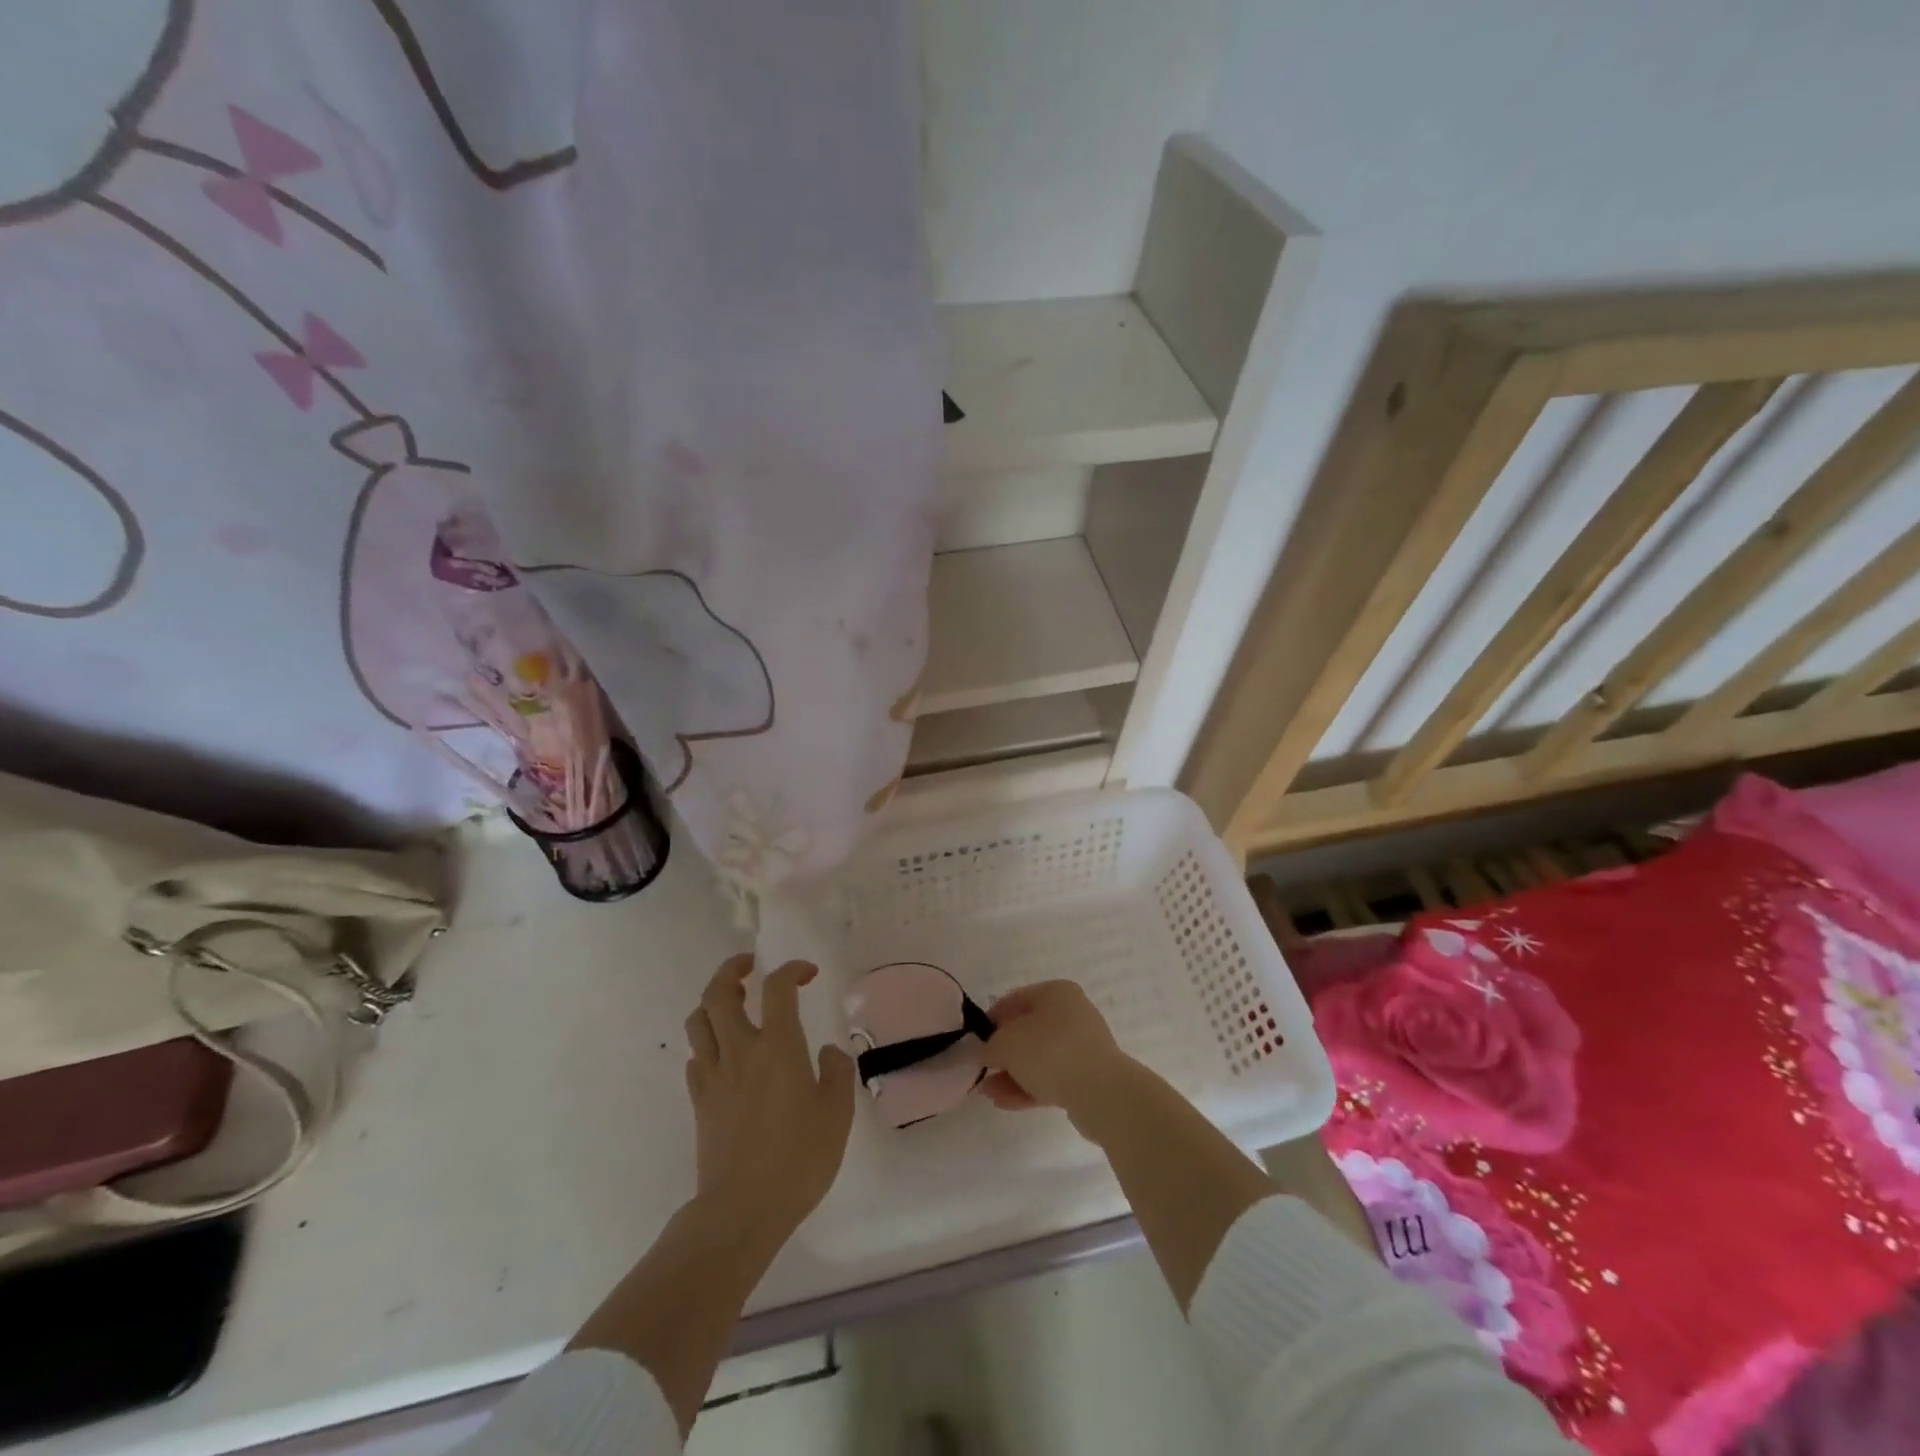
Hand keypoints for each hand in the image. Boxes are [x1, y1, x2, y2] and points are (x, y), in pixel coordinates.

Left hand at [684, 955, 855, 1243]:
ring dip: (713, 1002)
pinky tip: (724, 1055)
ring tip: (733, 1004)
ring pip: (699, 1021)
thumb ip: (837, 1073)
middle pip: (719, 992)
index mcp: (777, 1046)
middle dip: (733, 969)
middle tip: (751, 967)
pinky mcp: (699, 1102)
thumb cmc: (798, 1159)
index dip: (792, 969)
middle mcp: (740, 1050)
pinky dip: (707, 1043)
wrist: (741, 1211)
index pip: (778, 987)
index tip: (807, 973)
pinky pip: (695, 1057)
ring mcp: (714, 1076)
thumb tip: (825, 1052)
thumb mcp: (837, 1115)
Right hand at [980, 981, 1139, 1138]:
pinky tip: (1004, 1102)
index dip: (992, 1018)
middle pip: (1028, 1030)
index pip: (1016, 999)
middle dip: (1002, 1052)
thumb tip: (984, 1053)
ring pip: (1038, 1058)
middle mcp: (1072, 1014)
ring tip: (988, 1092)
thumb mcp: (1007, 1044)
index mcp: (1057, 993)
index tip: (975, 1040)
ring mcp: (1081, 1047)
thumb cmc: (1050, 1052)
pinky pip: (1051, 1078)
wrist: (1102, 1093)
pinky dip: (1028, 1087)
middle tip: (983, 1069)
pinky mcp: (1087, 1077)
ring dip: (1012, 1074)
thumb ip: (989, 1047)